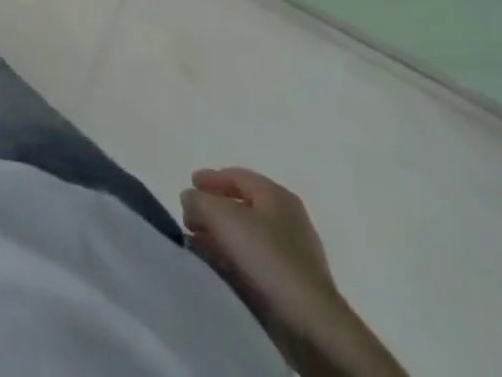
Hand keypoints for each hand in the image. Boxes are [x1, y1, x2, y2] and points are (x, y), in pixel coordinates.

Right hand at [181, 168, 353, 371]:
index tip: (189, 185)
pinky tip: (218, 269)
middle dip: (213, 211)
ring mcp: (295, 255)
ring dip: (221, 238)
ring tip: (198, 246)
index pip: (237, 176)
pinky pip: (256, 263)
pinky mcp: (294, 286)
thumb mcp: (221, 217)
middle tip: (190, 219)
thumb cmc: (267, 257)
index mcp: (276, 195)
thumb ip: (198, 201)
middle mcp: (288, 220)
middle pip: (242, 207)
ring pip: (248, 237)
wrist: (312, 324)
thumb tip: (190, 199)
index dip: (210, 178)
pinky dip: (234, 261)